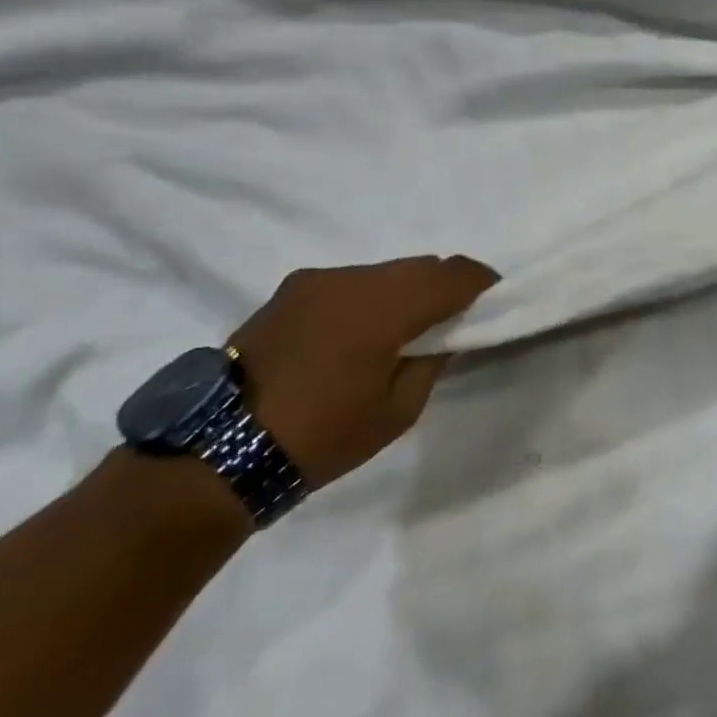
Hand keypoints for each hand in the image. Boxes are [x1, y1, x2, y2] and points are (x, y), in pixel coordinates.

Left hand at [228, 256, 497, 488]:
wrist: (220, 450)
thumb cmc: (322, 437)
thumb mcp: (397, 411)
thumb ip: (431, 361)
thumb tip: (447, 332)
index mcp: (381, 309)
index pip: (451, 275)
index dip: (481, 281)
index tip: (495, 297)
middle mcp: (350, 280)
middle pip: (420, 266)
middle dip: (446, 285)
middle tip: (457, 316)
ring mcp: (317, 280)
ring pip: (385, 270)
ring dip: (407, 290)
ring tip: (407, 326)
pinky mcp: (292, 289)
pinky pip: (352, 280)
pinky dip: (372, 295)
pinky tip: (363, 330)